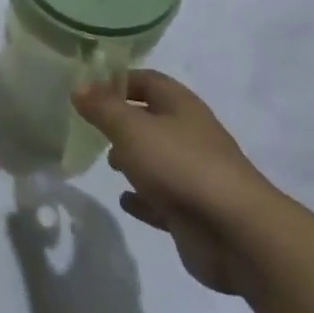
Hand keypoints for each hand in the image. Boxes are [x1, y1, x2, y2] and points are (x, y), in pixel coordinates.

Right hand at [7, 182, 152, 312]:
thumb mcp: (44, 289)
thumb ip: (29, 247)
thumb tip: (16, 209)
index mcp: (100, 246)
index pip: (82, 204)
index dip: (61, 191)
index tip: (39, 185)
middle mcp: (119, 254)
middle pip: (100, 216)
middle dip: (75, 202)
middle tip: (49, 200)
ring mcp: (129, 277)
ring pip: (109, 235)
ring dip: (87, 222)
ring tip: (62, 224)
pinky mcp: (132, 297)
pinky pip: (113, 253)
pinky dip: (95, 242)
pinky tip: (81, 256)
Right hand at [74, 71, 274, 293]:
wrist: (235, 232)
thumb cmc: (179, 165)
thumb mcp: (131, 129)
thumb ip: (102, 108)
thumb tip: (78, 88)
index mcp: (181, 106)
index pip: (147, 80)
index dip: (118, 81)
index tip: (88, 91)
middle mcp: (189, 135)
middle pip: (152, 120)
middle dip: (123, 122)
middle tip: (93, 129)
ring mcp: (194, 175)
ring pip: (157, 159)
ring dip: (133, 160)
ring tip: (108, 164)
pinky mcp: (193, 211)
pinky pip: (161, 199)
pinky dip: (143, 198)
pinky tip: (126, 200)